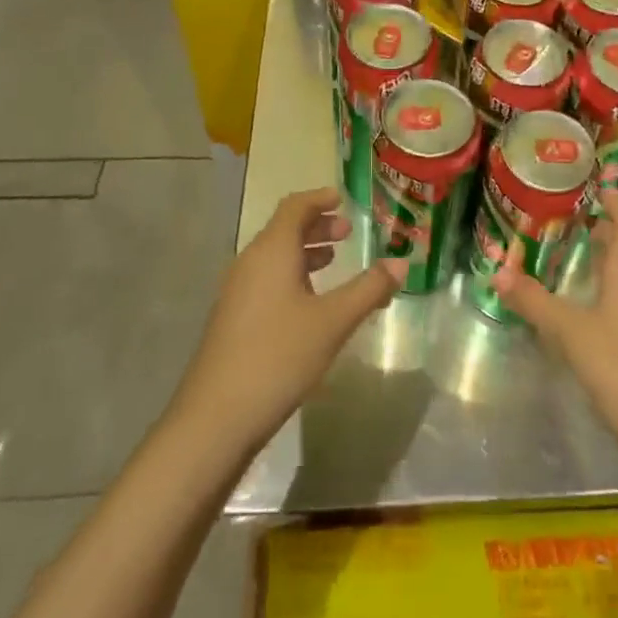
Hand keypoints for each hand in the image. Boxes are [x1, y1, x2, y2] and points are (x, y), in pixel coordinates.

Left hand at [171, 188, 404, 456]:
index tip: (343, 199)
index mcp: (272, 251)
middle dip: (316, 226)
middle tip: (347, 232)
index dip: (319, 199)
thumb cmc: (279, 356)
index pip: (295, 207)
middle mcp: (250, 262)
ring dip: (304, 253)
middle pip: (284, 230)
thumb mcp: (333, 322)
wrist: (216, 418)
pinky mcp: (233, 320)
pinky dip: (292, 276)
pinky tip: (310, 304)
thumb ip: (368, 289)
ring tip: (334, 262)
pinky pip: (266, 280)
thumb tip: (401, 263)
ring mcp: (237, 292)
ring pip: (274, 257)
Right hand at [493, 189, 617, 485]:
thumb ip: (534, 300)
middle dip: (596, 222)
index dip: (608, 195)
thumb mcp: (571, 332)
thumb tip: (496, 271)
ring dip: (600, 253)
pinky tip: (580, 294)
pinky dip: (605, 279)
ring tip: (562, 246)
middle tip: (558, 213)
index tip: (579, 183)